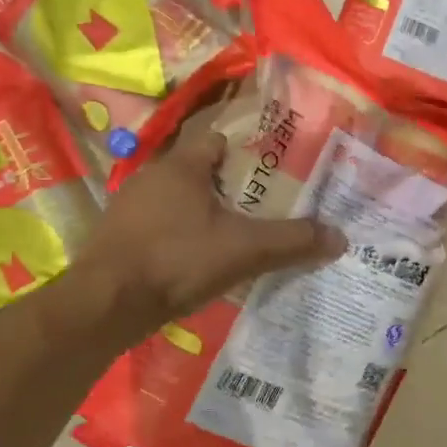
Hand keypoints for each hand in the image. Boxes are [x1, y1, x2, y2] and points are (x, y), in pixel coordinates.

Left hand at [68, 127, 343, 338]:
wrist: (106, 305)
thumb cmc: (177, 260)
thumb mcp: (245, 250)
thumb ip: (292, 241)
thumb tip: (340, 237)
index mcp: (181, 166)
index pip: (217, 140)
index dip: (245, 150)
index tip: (271, 168)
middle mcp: (151, 177)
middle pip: (198, 171)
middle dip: (229, 186)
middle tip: (262, 205)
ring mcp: (129, 208)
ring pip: (177, 200)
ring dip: (202, 212)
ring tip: (236, 233)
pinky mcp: (118, 238)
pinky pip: (159, 226)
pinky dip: (180, 235)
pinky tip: (198, 259)